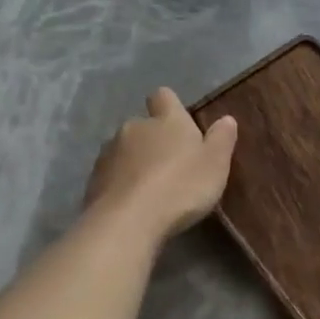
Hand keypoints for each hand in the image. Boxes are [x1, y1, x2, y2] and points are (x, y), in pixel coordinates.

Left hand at [84, 88, 237, 241]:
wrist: (128, 221)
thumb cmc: (181, 187)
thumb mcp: (215, 164)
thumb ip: (222, 139)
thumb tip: (226, 119)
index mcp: (166, 120)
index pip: (164, 96)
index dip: (171, 107)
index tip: (180, 124)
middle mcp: (134, 128)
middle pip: (144, 125)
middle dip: (155, 140)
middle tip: (173, 166)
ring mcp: (109, 153)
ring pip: (125, 150)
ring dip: (136, 162)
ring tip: (152, 189)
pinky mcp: (93, 179)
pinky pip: (112, 175)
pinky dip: (122, 184)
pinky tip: (134, 204)